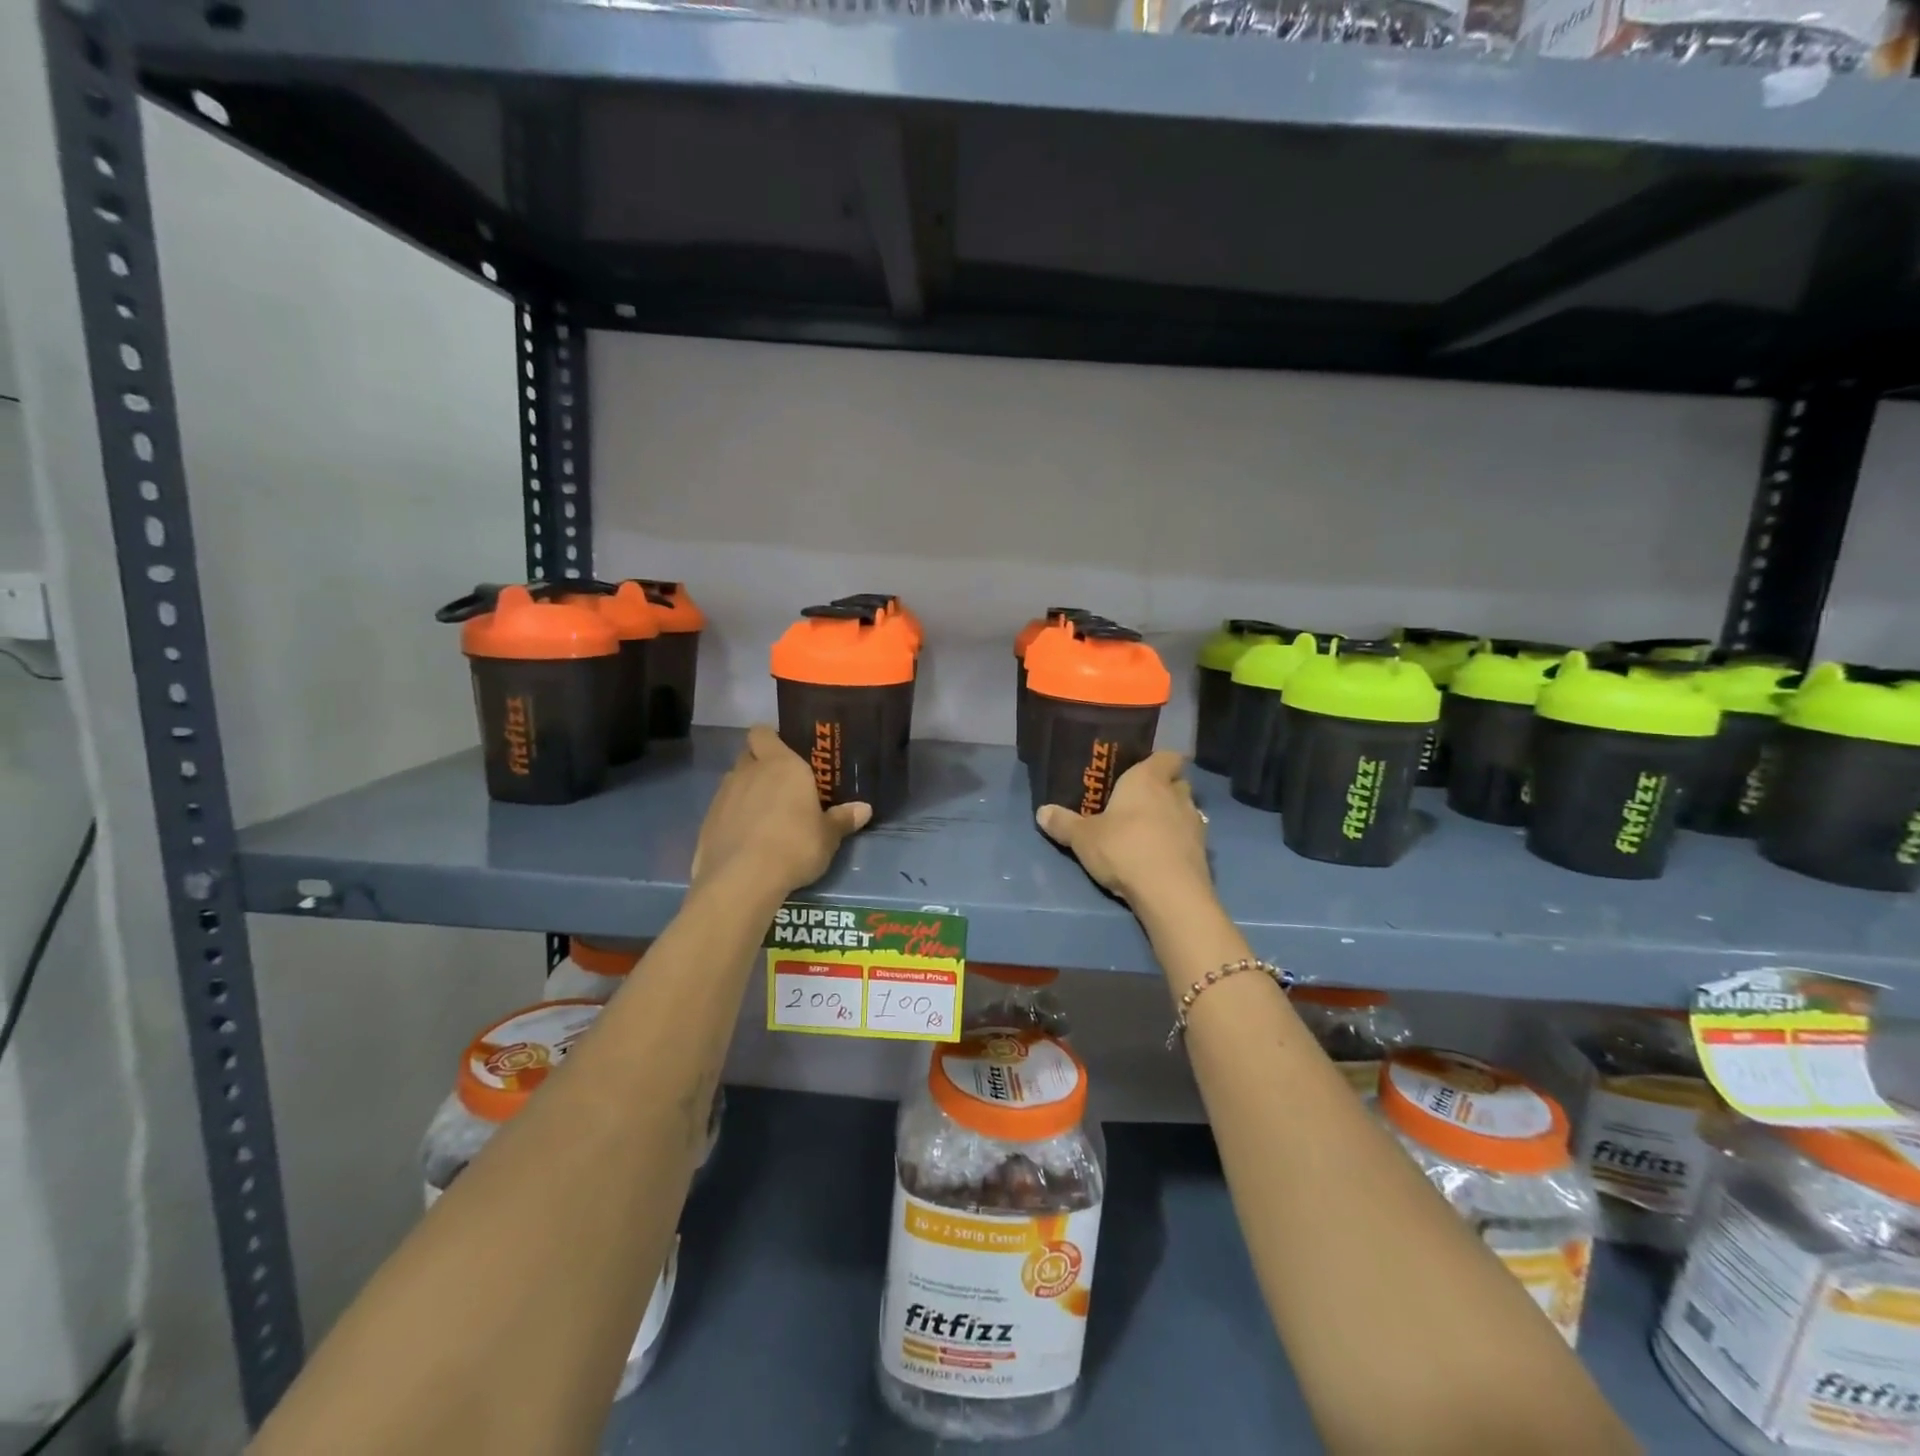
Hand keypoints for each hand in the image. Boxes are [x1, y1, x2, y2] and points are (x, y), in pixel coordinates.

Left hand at [691, 726, 870, 895]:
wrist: (743, 879)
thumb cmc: (795, 846)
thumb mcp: (828, 837)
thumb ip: (842, 819)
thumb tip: (864, 809)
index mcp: (781, 765)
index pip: (763, 733)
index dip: (771, 740)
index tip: (784, 755)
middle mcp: (749, 772)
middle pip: (748, 755)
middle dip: (760, 765)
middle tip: (780, 787)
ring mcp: (723, 796)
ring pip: (734, 783)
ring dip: (746, 793)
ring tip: (765, 819)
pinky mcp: (707, 822)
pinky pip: (722, 810)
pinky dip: (732, 819)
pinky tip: (747, 841)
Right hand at [1036, 752, 1211, 909]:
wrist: (1169, 893)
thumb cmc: (1124, 848)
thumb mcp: (1083, 838)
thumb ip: (1063, 823)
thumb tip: (1041, 812)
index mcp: (1148, 779)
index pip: (1167, 756)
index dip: (1158, 761)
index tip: (1143, 770)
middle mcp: (1176, 794)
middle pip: (1177, 782)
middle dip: (1164, 789)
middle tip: (1140, 802)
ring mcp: (1195, 823)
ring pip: (1186, 810)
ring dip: (1172, 817)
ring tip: (1149, 831)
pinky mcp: (1203, 852)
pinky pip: (1190, 838)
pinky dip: (1179, 843)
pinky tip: (1161, 856)